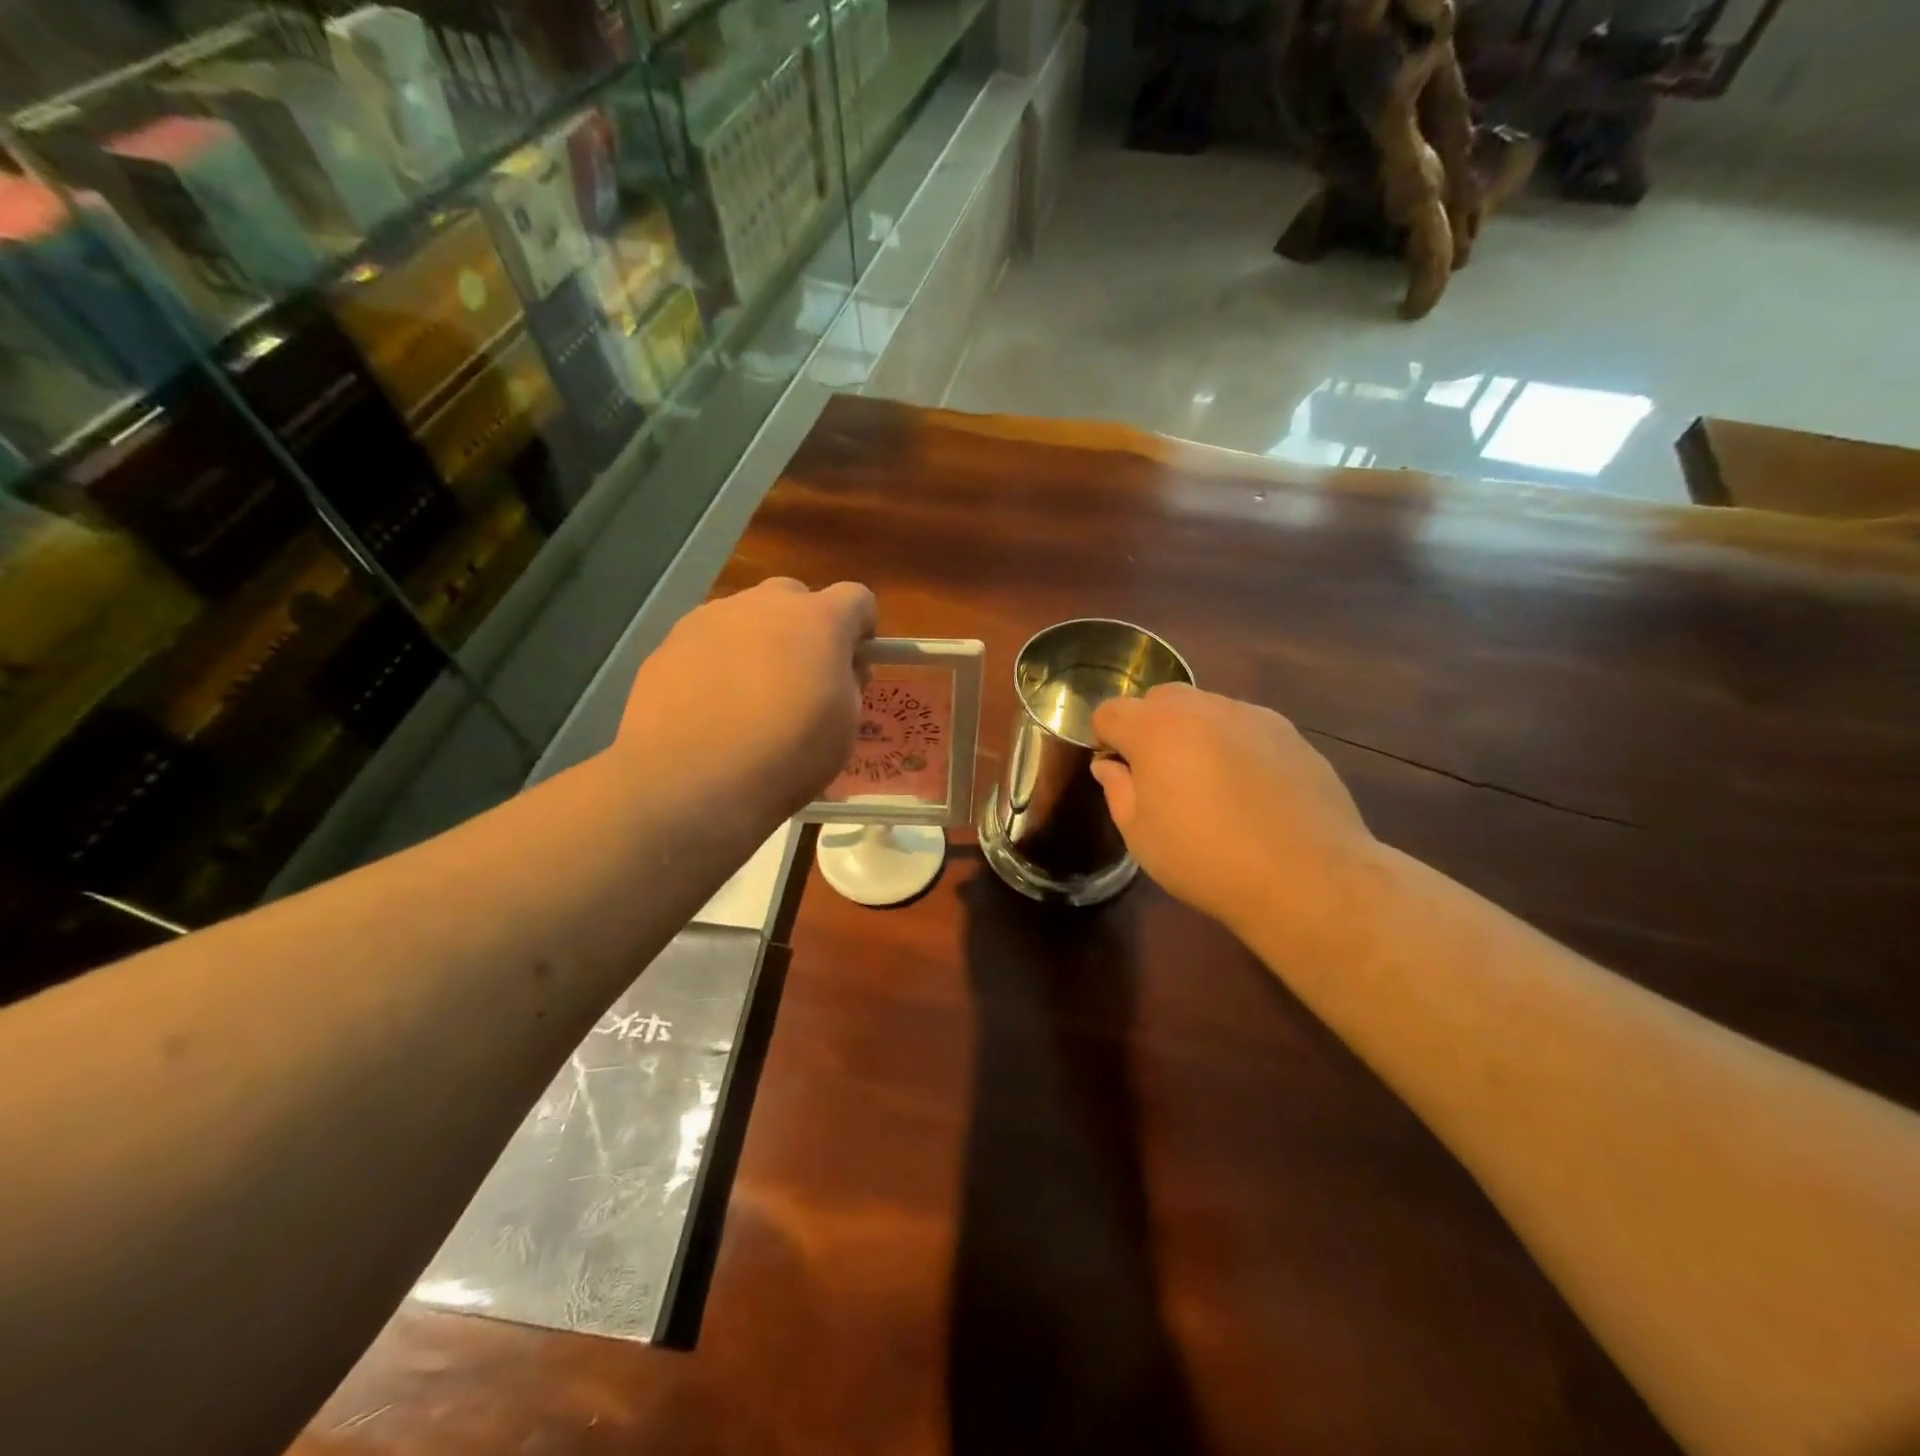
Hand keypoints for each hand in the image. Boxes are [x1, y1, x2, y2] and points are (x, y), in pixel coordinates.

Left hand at [614, 578, 874, 826]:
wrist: (691, 779)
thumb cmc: (787, 754)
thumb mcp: (845, 726)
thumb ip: (848, 684)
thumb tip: (837, 669)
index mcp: (820, 620)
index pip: (857, 598)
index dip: (861, 627)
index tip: (854, 661)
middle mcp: (765, 604)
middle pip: (796, 597)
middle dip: (805, 628)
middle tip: (801, 678)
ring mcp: (711, 618)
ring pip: (747, 617)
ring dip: (758, 643)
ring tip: (747, 697)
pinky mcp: (670, 642)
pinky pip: (707, 642)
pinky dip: (717, 663)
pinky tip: (710, 707)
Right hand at [1091, 685, 1380, 952]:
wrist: (1305, 875)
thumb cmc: (1205, 859)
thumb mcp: (1141, 835)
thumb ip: (1118, 790)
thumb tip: (1110, 766)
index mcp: (1155, 730)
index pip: (1110, 711)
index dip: (1105, 738)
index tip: (1117, 771)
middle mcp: (1201, 708)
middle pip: (1159, 698)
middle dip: (1148, 726)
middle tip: (1158, 775)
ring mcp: (1250, 715)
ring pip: (1205, 708)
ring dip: (1192, 732)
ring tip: (1208, 783)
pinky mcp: (1289, 732)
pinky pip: (1244, 726)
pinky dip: (1233, 744)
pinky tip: (1248, 789)